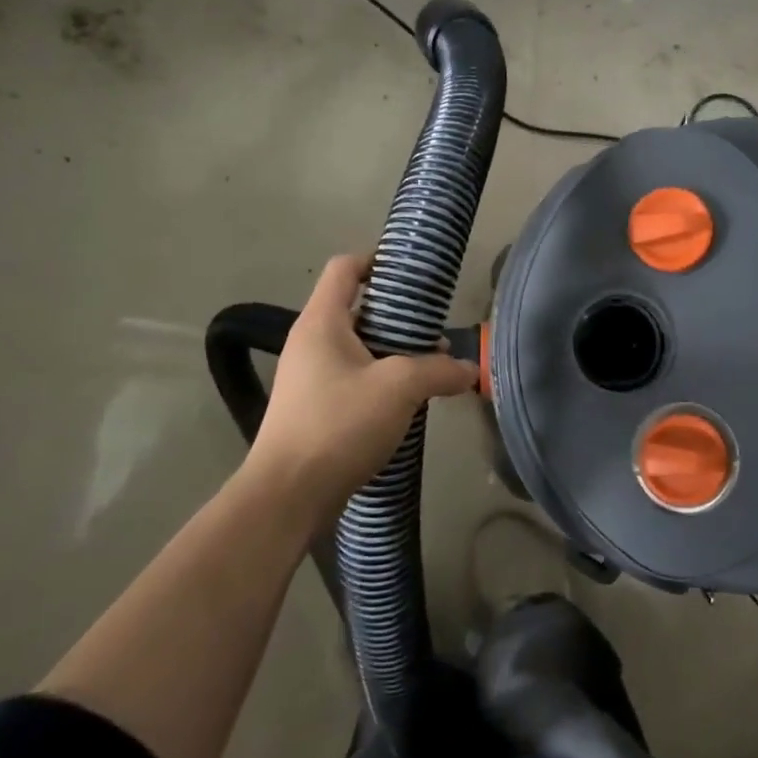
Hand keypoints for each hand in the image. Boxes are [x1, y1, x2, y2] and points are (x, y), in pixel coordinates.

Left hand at [247, 253, 476, 505]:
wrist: (287, 497)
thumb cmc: (338, 424)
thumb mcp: (400, 388)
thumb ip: (439, 370)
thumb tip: (470, 369)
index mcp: (322, 322)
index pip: (345, 268)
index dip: (378, 260)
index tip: (414, 276)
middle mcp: (311, 343)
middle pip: (358, 308)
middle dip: (400, 315)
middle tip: (435, 330)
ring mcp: (310, 378)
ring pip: (359, 348)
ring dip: (395, 352)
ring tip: (432, 368)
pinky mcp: (314, 410)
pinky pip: (354, 379)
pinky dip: (382, 381)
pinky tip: (409, 402)